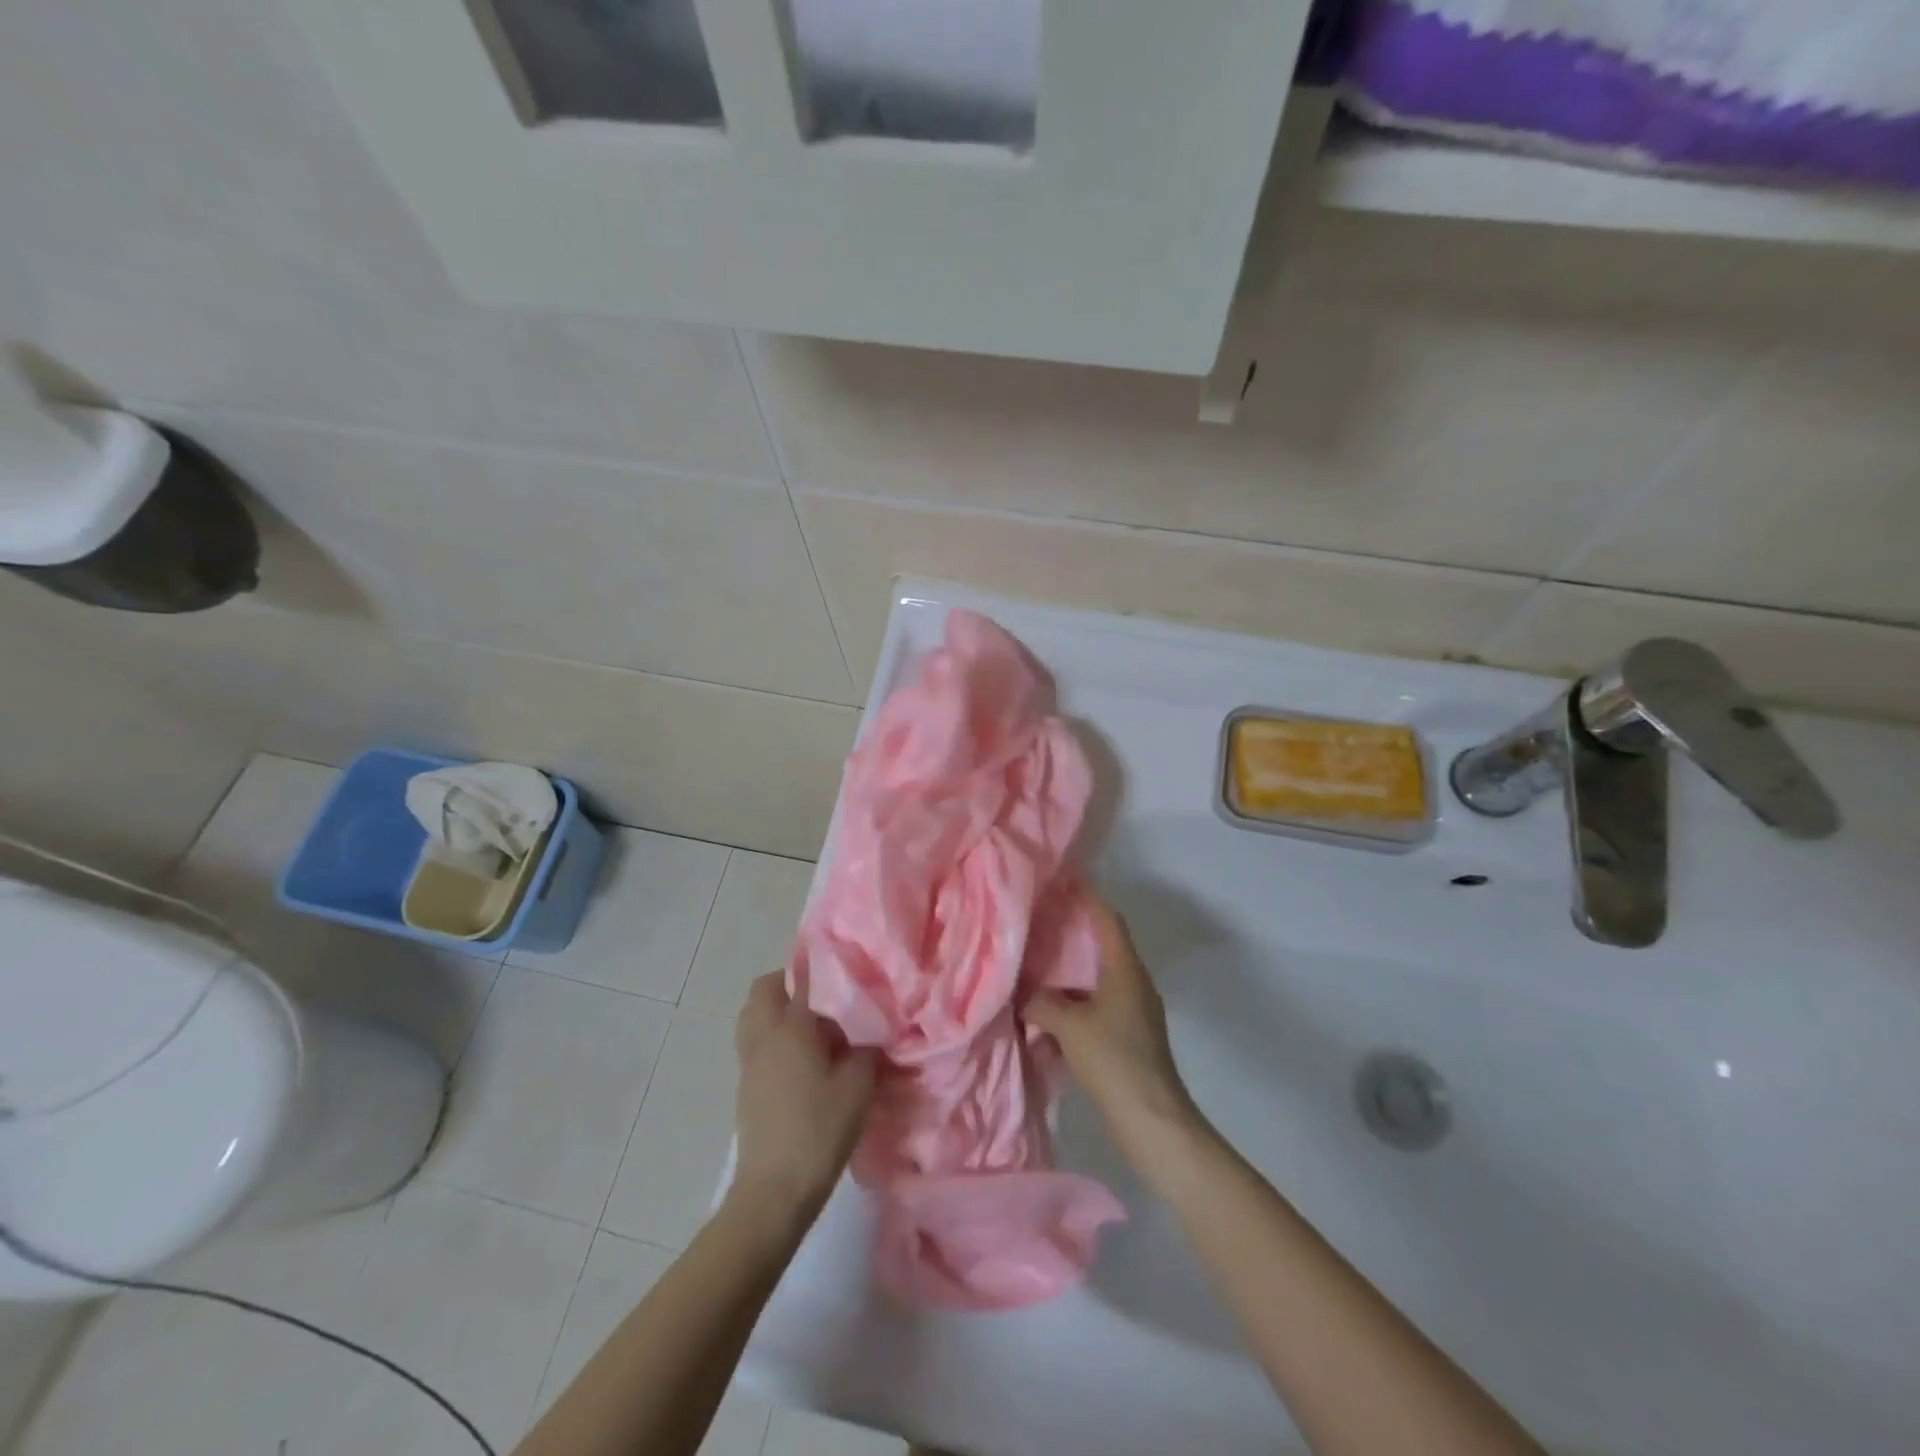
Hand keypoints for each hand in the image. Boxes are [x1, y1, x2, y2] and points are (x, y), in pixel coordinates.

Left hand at [731, 973, 875, 1220]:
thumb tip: (869, 1034)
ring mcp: (750, 1062)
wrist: (774, 1190)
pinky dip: (773, 1038)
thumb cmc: (820, 1129)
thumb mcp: (859, 1085)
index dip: (818, 966)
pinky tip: (804, 1061)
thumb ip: (867, 1050)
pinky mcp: (746, 1086)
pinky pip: (756, 1043)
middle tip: (822, 996)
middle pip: (763, 990)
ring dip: (777, 1011)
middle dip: (787, 983)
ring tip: (813, 1029)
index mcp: (791, 1027)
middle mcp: (764, 1036)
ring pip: (754, 1016)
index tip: (840, 963)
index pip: (800, 979)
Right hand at [1028, 899, 1198, 1152]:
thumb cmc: (1113, 1058)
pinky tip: (1049, 1016)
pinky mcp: (1130, 1038)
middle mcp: (1134, 984)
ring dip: (1070, 976)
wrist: (1151, 1119)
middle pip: (1103, 948)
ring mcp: (1135, 1013)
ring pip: (1098, 980)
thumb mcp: (1069, 1025)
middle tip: (1039, 926)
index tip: (1062, 885)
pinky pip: (1098, 1008)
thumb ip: (1042, 1002)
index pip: (1108, 920)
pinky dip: (1075, 1005)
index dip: (1087, 900)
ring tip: (1037, 969)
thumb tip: (1024, 994)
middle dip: (1072, 937)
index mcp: (1126, 969)